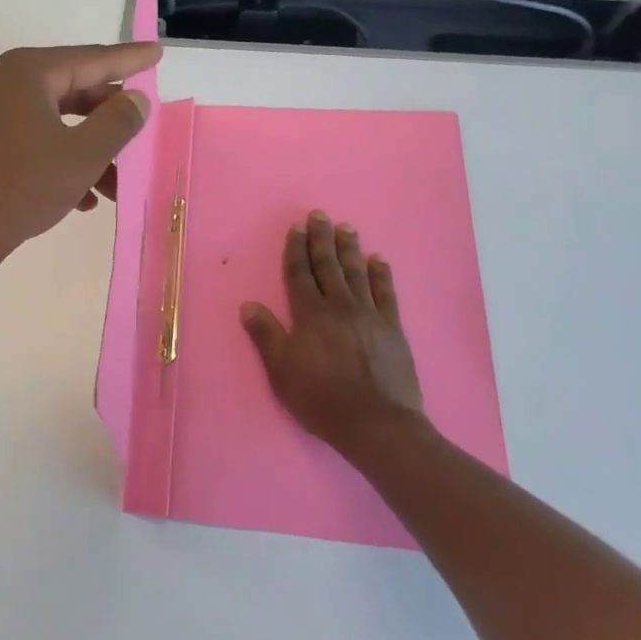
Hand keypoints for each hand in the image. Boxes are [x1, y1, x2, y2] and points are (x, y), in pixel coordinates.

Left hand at [0, 42, 159, 275]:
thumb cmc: (23, 186)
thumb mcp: (83, 155)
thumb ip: (118, 121)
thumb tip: (135, 99)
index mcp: (25, 71)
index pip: (89, 59)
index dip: (128, 59)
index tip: (156, 52)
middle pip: (68, 89)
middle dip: (106, 120)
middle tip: (137, 131)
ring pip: (48, 120)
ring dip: (84, 148)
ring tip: (113, 186)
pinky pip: (24, 138)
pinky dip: (54, 158)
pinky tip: (80, 198)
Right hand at [241, 211, 426, 461]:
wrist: (377, 424)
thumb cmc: (322, 399)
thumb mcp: (282, 371)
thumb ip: (266, 335)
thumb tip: (248, 305)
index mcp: (310, 315)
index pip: (300, 274)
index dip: (296, 250)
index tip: (297, 228)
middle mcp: (340, 306)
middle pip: (328, 266)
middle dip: (322, 239)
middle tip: (320, 215)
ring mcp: (370, 315)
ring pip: (357, 273)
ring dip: (350, 249)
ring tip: (347, 228)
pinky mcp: (393, 328)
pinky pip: (386, 293)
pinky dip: (381, 274)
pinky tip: (378, 260)